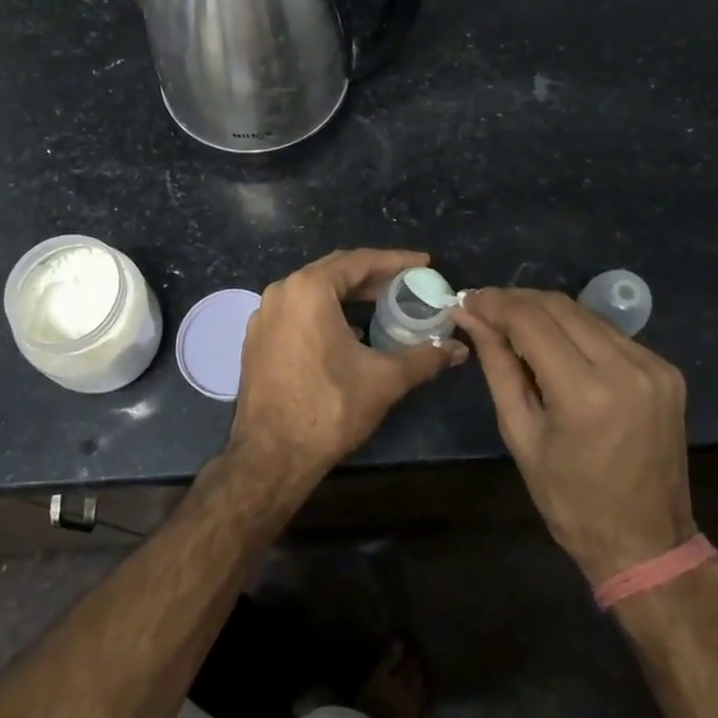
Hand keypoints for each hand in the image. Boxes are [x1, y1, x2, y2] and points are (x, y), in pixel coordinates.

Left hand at [227, 249, 466, 494]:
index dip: (395, 261)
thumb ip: (424, 357)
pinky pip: (298, 311)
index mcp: (308, 290)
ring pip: (314, 291)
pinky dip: (326, 311)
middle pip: (334, 271)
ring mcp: (264, 315)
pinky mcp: (258, 339)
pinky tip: (350, 331)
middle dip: (373, 275)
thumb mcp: (383, 380)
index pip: (359, 261)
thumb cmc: (328, 408)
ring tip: (383, 302)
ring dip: (349, 294)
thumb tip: (459, 349)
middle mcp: (281, 292)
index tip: (424, 263)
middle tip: (407, 282)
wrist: (270, 457)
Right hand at [454, 289, 693, 584]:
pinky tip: (555, 343)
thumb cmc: (571, 501)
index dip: (494, 303)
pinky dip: (576, 330)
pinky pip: (609, 333)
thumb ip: (497, 366)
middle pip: (559, 306)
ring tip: (512, 323)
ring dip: (544, 311)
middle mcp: (625, 368)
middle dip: (516, 300)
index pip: (530, 321)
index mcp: (585, 393)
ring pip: (585, 314)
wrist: (647, 544)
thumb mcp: (520, 434)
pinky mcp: (667, 371)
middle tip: (484, 307)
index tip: (467, 299)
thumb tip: (470, 316)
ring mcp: (653, 366)